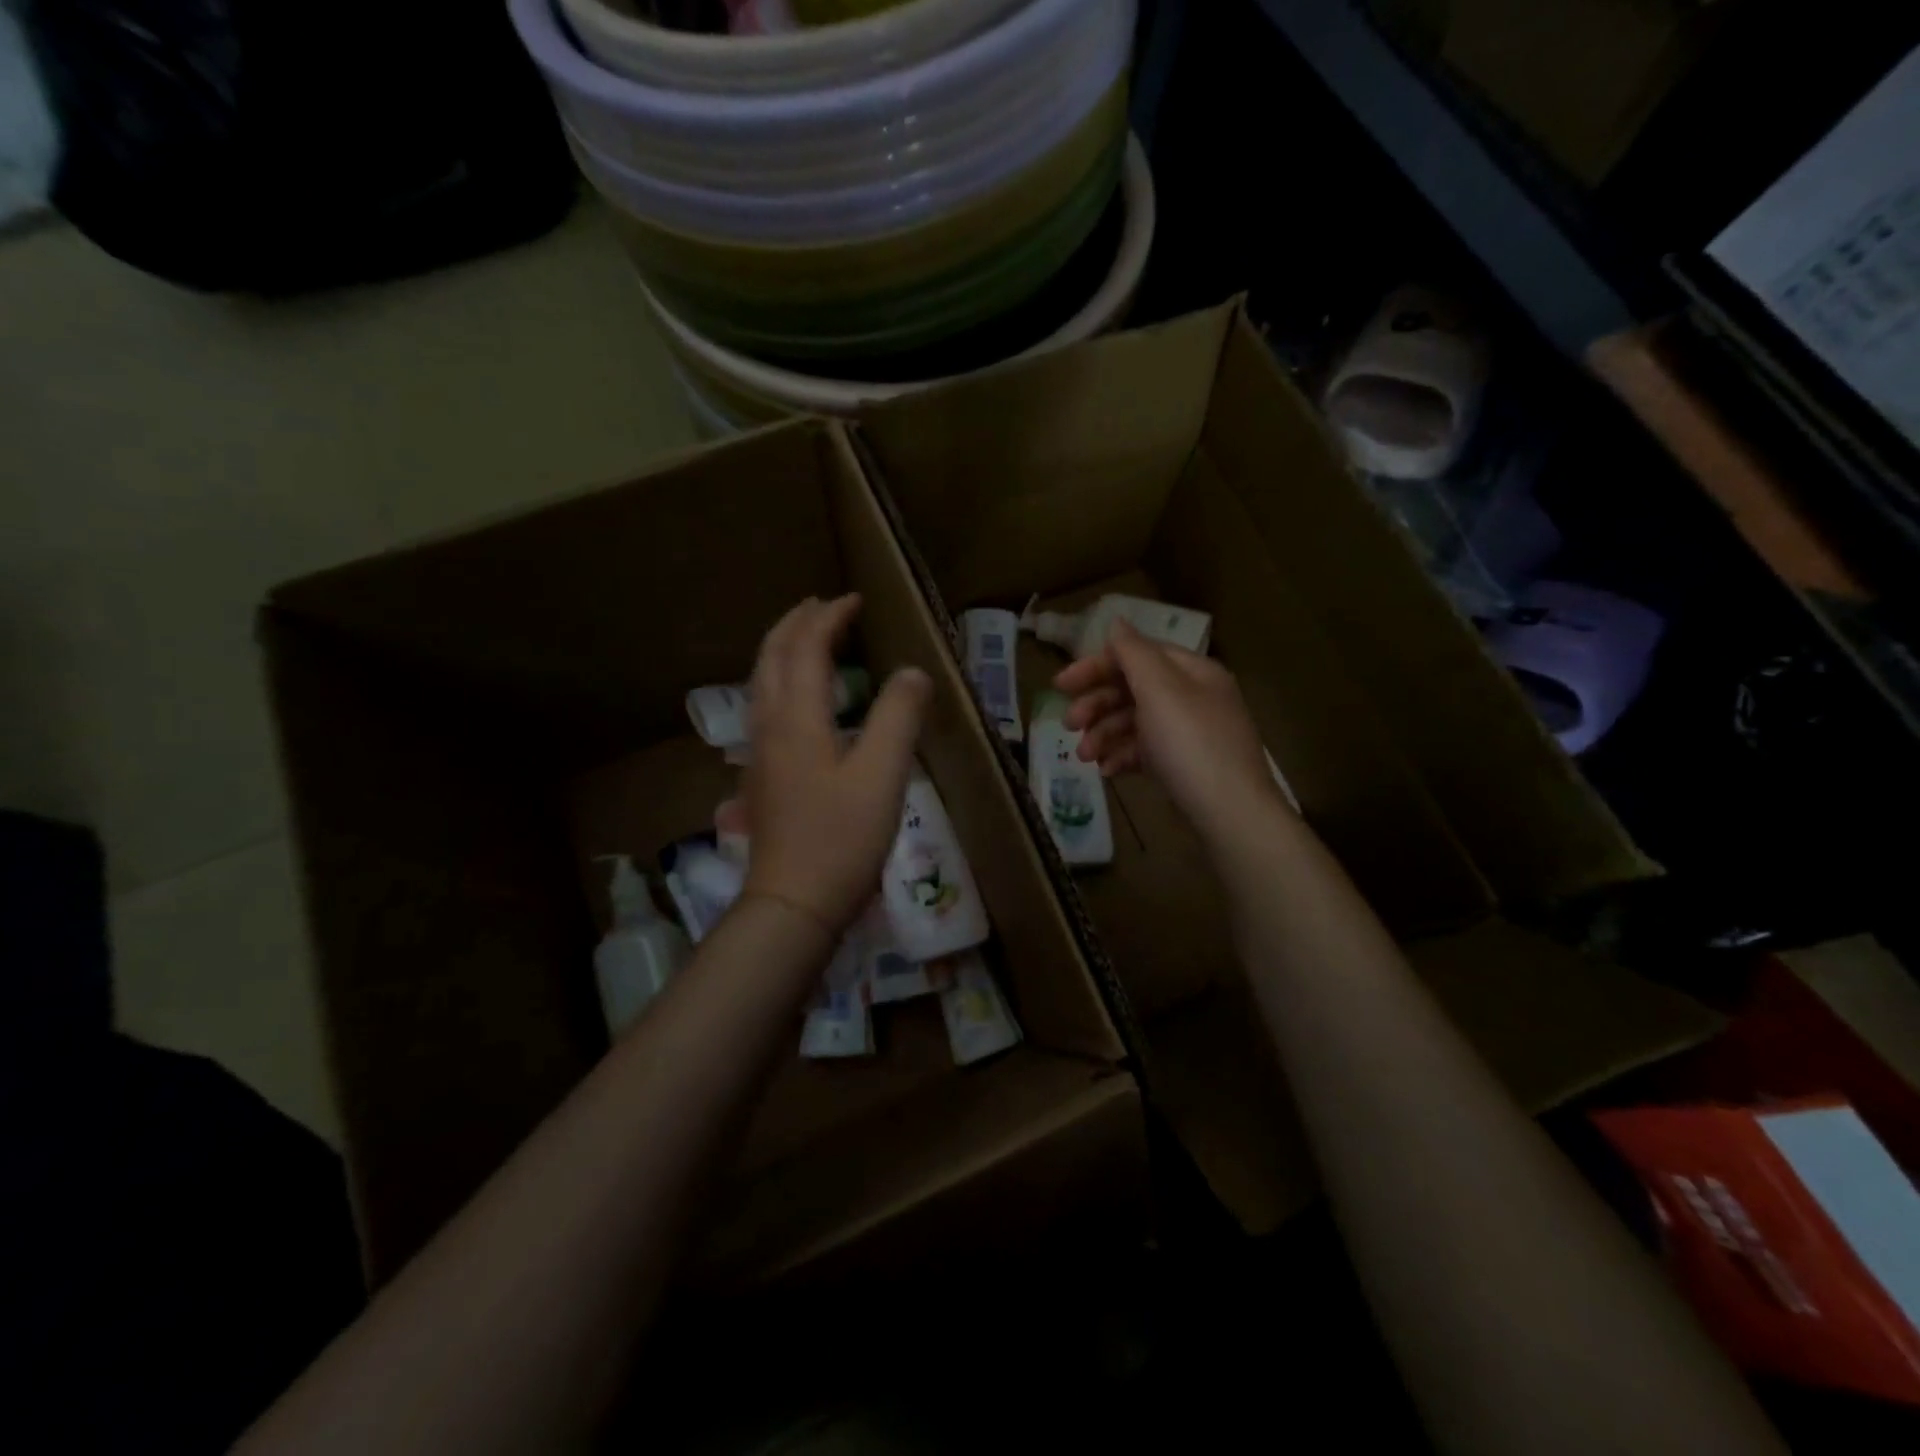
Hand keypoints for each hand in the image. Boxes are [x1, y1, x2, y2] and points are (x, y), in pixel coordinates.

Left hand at [743, 594, 930, 935]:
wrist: (793, 903)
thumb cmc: (842, 838)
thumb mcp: (883, 774)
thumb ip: (898, 716)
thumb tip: (913, 672)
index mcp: (797, 717)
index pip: (806, 648)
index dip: (828, 618)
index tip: (854, 600)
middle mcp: (769, 725)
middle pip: (771, 656)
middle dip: (795, 624)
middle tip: (822, 606)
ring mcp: (759, 753)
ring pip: (761, 682)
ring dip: (782, 650)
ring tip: (806, 639)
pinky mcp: (761, 777)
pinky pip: (764, 707)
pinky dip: (779, 681)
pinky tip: (797, 701)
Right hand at [1055, 619, 1276, 834]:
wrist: (1231, 814)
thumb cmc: (1191, 744)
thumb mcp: (1160, 690)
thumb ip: (1133, 653)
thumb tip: (1116, 621)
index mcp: (1191, 671)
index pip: (1136, 654)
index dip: (1096, 666)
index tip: (1060, 685)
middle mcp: (1192, 696)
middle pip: (1132, 689)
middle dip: (1096, 705)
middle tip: (1069, 725)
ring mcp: (1188, 733)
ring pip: (1134, 722)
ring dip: (1103, 734)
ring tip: (1085, 757)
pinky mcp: (1183, 765)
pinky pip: (1144, 751)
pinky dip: (1122, 756)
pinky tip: (1107, 771)